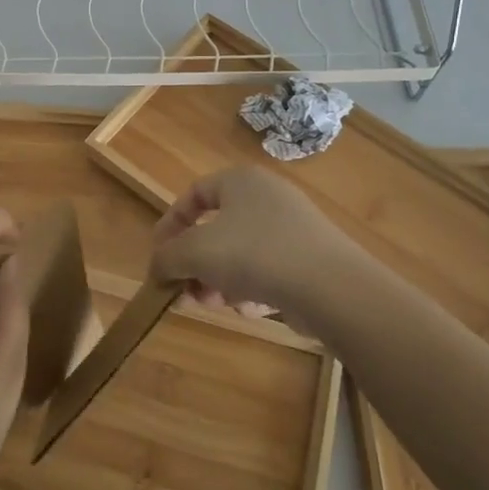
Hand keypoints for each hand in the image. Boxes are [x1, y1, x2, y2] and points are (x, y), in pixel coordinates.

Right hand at [151, 166, 358, 317]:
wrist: (330, 287)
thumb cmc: (253, 254)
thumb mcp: (194, 253)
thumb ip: (166, 258)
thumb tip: (157, 270)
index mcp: (240, 180)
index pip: (193, 194)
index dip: (170, 225)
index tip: (159, 257)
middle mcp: (268, 196)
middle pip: (216, 230)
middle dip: (196, 264)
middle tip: (186, 291)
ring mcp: (293, 227)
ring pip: (240, 254)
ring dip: (220, 281)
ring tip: (218, 305)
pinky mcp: (310, 258)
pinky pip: (268, 270)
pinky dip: (253, 289)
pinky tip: (253, 309)